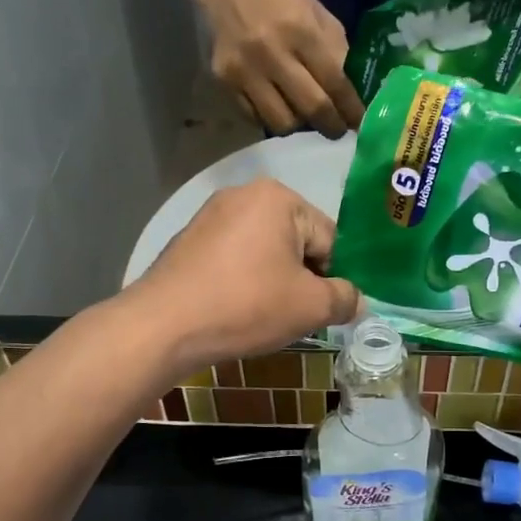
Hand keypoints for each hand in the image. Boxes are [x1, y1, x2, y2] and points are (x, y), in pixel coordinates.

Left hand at [123, 179, 360, 374]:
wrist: (163, 325)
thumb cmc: (246, 306)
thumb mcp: (310, 307)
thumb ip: (345, 298)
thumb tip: (356, 300)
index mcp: (279, 197)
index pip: (330, 240)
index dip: (334, 278)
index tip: (323, 309)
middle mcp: (244, 194)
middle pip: (297, 241)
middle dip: (303, 278)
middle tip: (294, 316)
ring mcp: (211, 215)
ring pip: (265, 252)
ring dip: (274, 281)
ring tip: (263, 315)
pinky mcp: (190, 239)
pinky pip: (235, 258)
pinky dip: (244, 280)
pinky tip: (236, 308)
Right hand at [194, 0, 364, 136]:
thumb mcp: (315, 14)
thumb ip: (336, 51)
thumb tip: (354, 94)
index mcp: (301, 30)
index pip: (335, 82)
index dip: (351, 109)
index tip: (359, 124)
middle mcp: (272, 53)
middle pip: (311, 107)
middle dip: (330, 126)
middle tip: (337, 130)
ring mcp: (245, 70)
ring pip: (281, 121)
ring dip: (299, 125)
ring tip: (304, 117)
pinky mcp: (224, 82)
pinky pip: (255, 117)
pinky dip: (271, 117)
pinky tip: (278, 106)